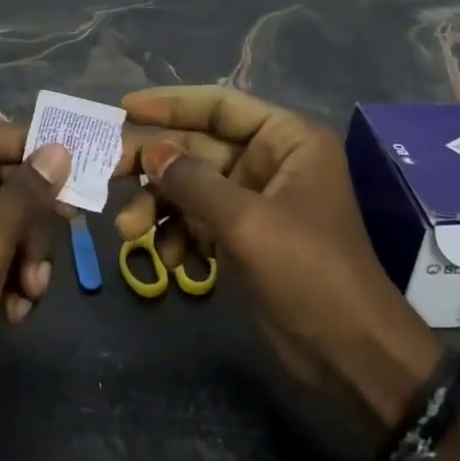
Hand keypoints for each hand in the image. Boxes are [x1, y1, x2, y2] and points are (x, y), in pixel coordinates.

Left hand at [0, 126, 70, 436]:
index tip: (70, 155)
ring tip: (32, 289)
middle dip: (32, 217)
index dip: (26, 143)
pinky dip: (10, 279)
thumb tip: (59, 150)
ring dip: (26, 256)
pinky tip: (16, 311)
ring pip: (2, 223)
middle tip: (73, 222)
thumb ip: (26, 193)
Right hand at [116, 87, 441, 424]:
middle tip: (108, 172)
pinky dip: (178, 237)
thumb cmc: (309, 273)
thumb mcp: (246, 221)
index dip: (171, 104)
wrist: (351, 356)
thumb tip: (149, 151)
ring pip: (192, 188)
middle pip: (198, 148)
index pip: (220, 106)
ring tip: (129, 232)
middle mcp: (270, 162)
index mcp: (287, 140)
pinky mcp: (244, 239)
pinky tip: (169, 262)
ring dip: (159, 207)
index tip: (124, 108)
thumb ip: (192, 181)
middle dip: (155, 165)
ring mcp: (255, 202)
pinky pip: (198, 222)